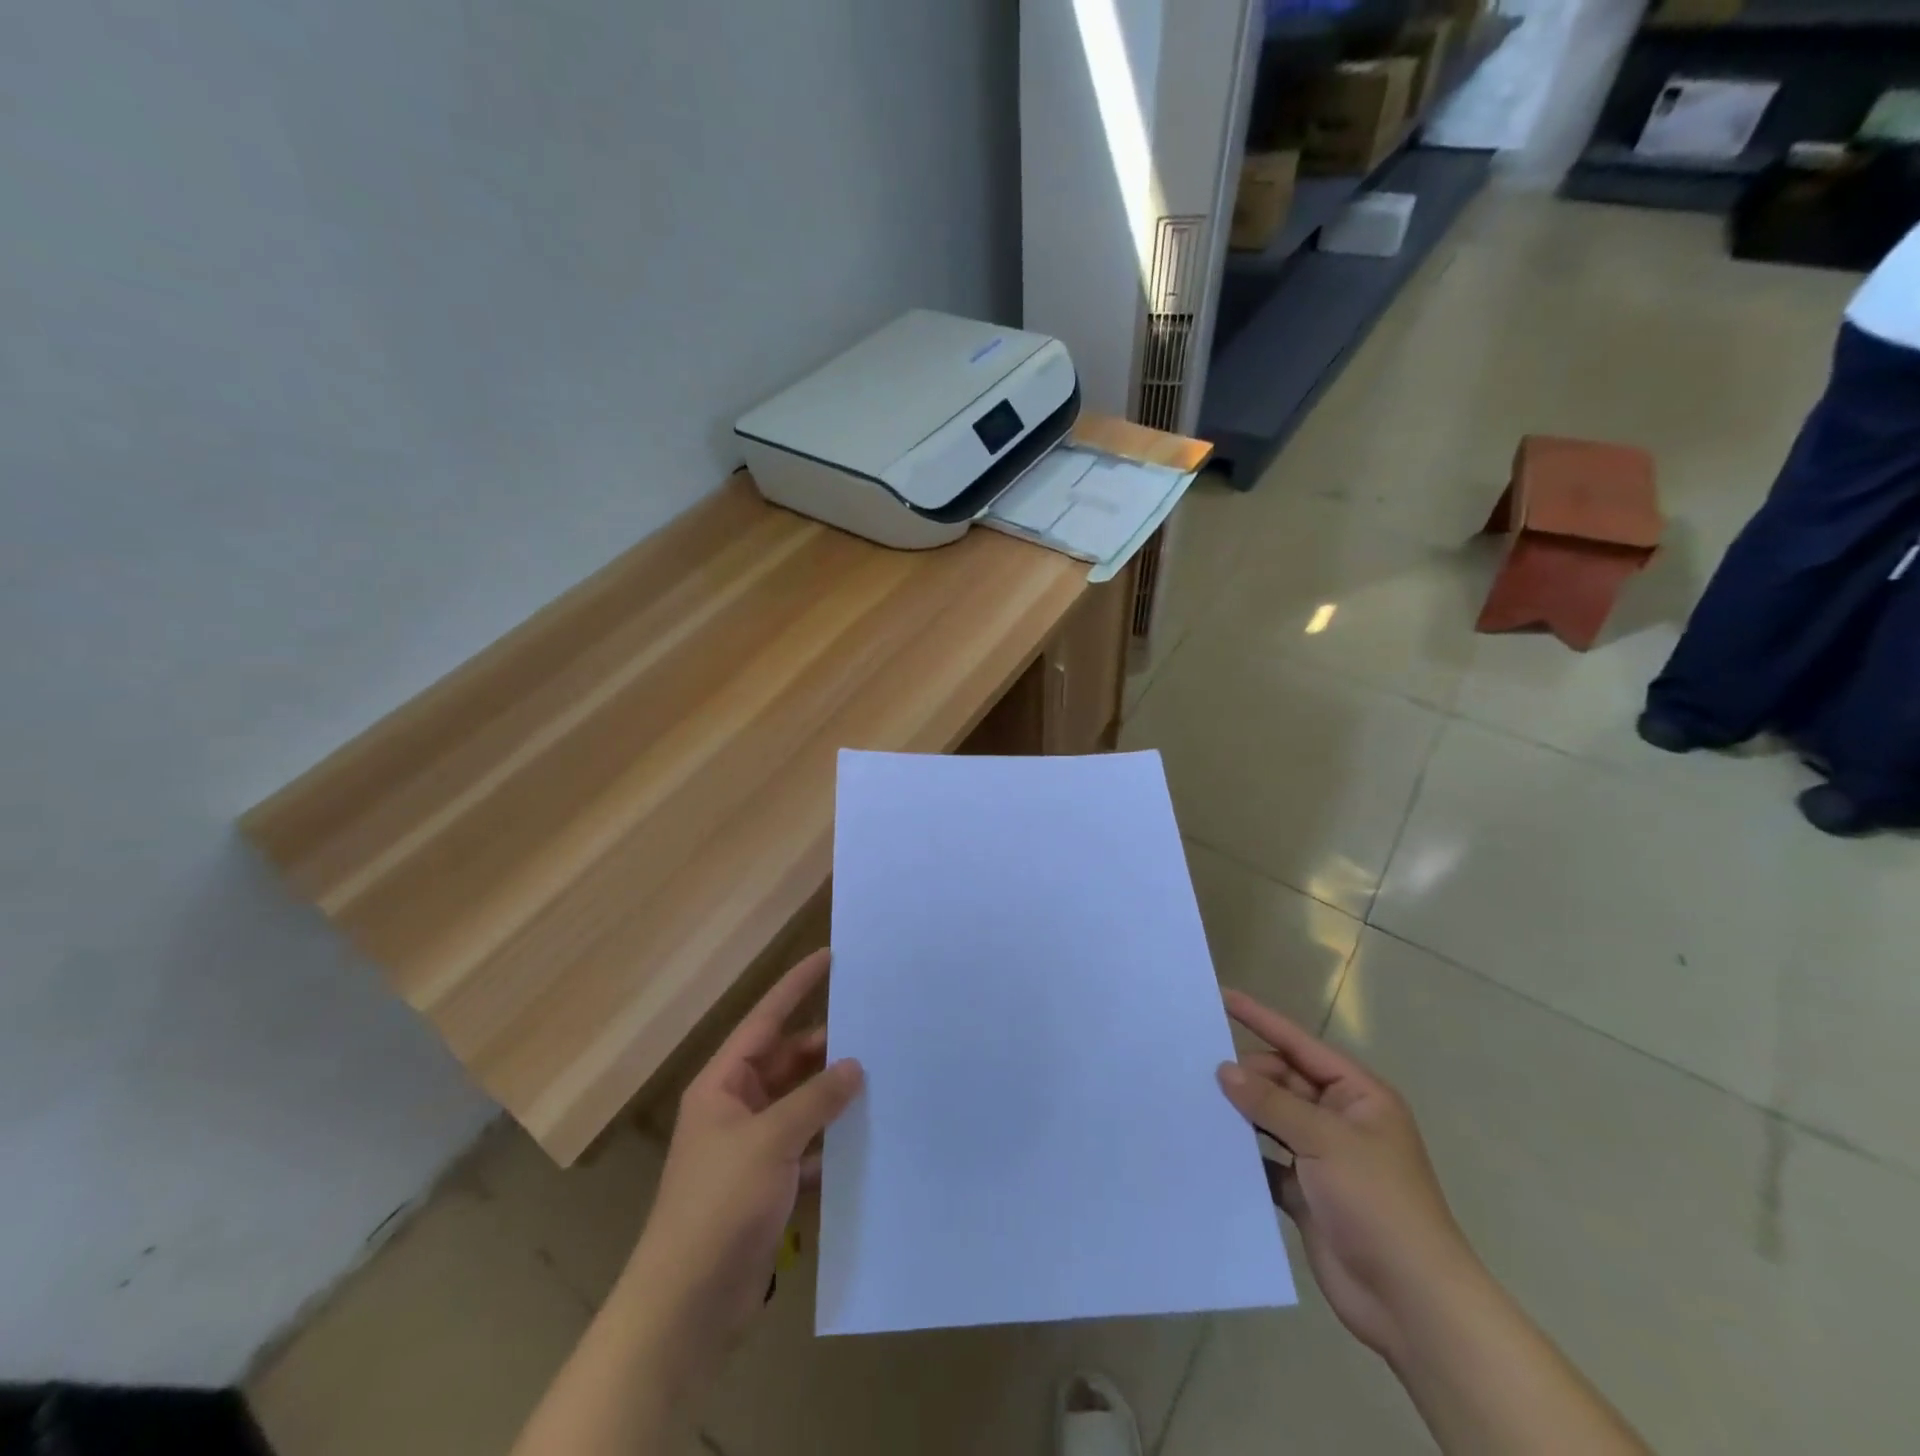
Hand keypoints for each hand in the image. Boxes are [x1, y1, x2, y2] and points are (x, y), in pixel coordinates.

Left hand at [620, 949, 862, 1388]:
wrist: (686, 1307)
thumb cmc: (719, 1206)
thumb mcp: (770, 1141)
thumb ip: (815, 1099)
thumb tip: (855, 1066)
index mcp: (724, 1084)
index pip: (766, 1020)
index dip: (795, 986)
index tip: (829, 956)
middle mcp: (737, 1106)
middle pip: (789, 1061)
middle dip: (828, 1047)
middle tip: (876, 1027)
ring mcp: (753, 1147)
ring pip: (802, 1103)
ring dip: (834, 1095)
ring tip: (883, 1075)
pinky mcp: (769, 1184)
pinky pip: (808, 1145)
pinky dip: (832, 1140)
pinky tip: (868, 1136)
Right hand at [1216, 989, 1475, 1365]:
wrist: (1411, 1302)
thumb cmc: (1378, 1203)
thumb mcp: (1325, 1141)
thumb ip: (1272, 1102)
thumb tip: (1224, 1070)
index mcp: (1359, 1096)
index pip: (1300, 1044)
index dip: (1261, 1020)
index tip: (1222, 997)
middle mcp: (1340, 1120)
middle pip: (1283, 1082)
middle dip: (1246, 1076)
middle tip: (1200, 1074)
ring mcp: (1323, 1159)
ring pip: (1271, 1120)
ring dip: (1241, 1114)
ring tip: (1194, 1101)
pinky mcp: (1306, 1194)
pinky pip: (1266, 1160)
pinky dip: (1244, 1155)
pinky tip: (1210, 1148)